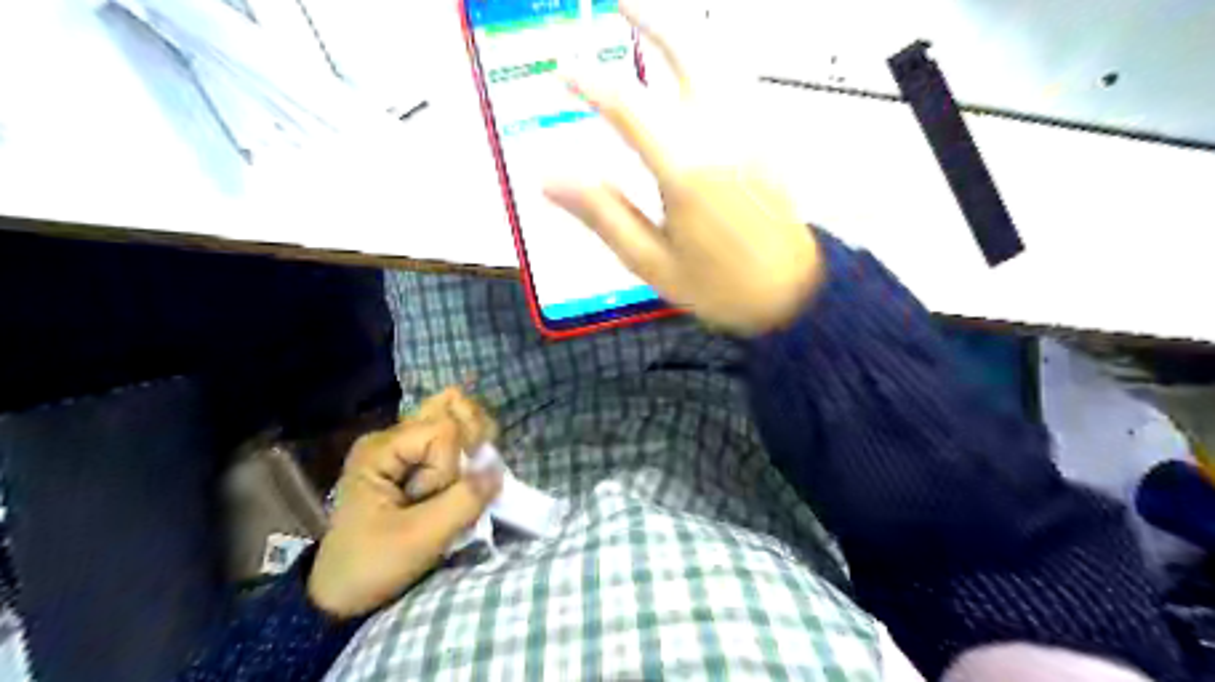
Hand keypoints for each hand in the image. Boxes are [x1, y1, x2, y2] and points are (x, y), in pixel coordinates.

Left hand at [312, 389, 502, 618]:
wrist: (340, 594)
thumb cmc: (373, 564)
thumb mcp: (421, 538)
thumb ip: (464, 501)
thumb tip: (498, 470)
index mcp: (381, 449)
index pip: (444, 431)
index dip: (450, 466)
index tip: (428, 500)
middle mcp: (391, 437)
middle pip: (451, 409)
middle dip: (469, 443)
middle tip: (464, 477)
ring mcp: (401, 446)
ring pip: (454, 419)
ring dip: (470, 448)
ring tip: (466, 476)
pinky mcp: (411, 461)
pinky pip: (450, 439)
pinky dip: (465, 454)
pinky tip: (465, 473)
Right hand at [545, 3, 820, 331]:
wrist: (792, 294)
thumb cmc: (719, 286)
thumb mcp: (651, 262)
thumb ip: (602, 214)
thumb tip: (548, 177)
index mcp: (686, 169)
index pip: (628, 106)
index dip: (590, 81)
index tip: (563, 70)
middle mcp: (722, 134)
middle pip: (686, 52)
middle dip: (649, 16)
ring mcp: (752, 130)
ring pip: (718, 58)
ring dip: (682, 31)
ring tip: (649, 21)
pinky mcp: (769, 137)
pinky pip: (738, 81)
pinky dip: (710, 59)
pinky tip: (693, 64)